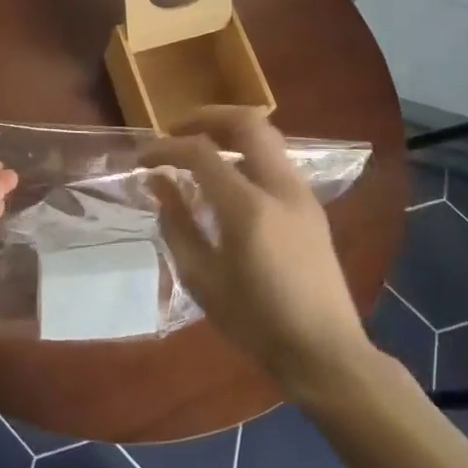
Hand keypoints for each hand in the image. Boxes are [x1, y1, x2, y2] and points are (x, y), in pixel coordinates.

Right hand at [143, 107, 368, 389]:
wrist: (324, 351)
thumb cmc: (256, 322)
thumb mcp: (202, 279)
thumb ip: (177, 224)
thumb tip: (158, 183)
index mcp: (249, 208)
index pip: (202, 153)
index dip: (166, 147)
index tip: (142, 158)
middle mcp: (280, 188)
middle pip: (246, 123)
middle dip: (206, 117)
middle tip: (175, 131)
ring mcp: (302, 194)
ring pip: (266, 137)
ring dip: (228, 132)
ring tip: (197, 150)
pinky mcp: (311, 206)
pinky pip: (275, 161)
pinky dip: (246, 153)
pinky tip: (226, 178)